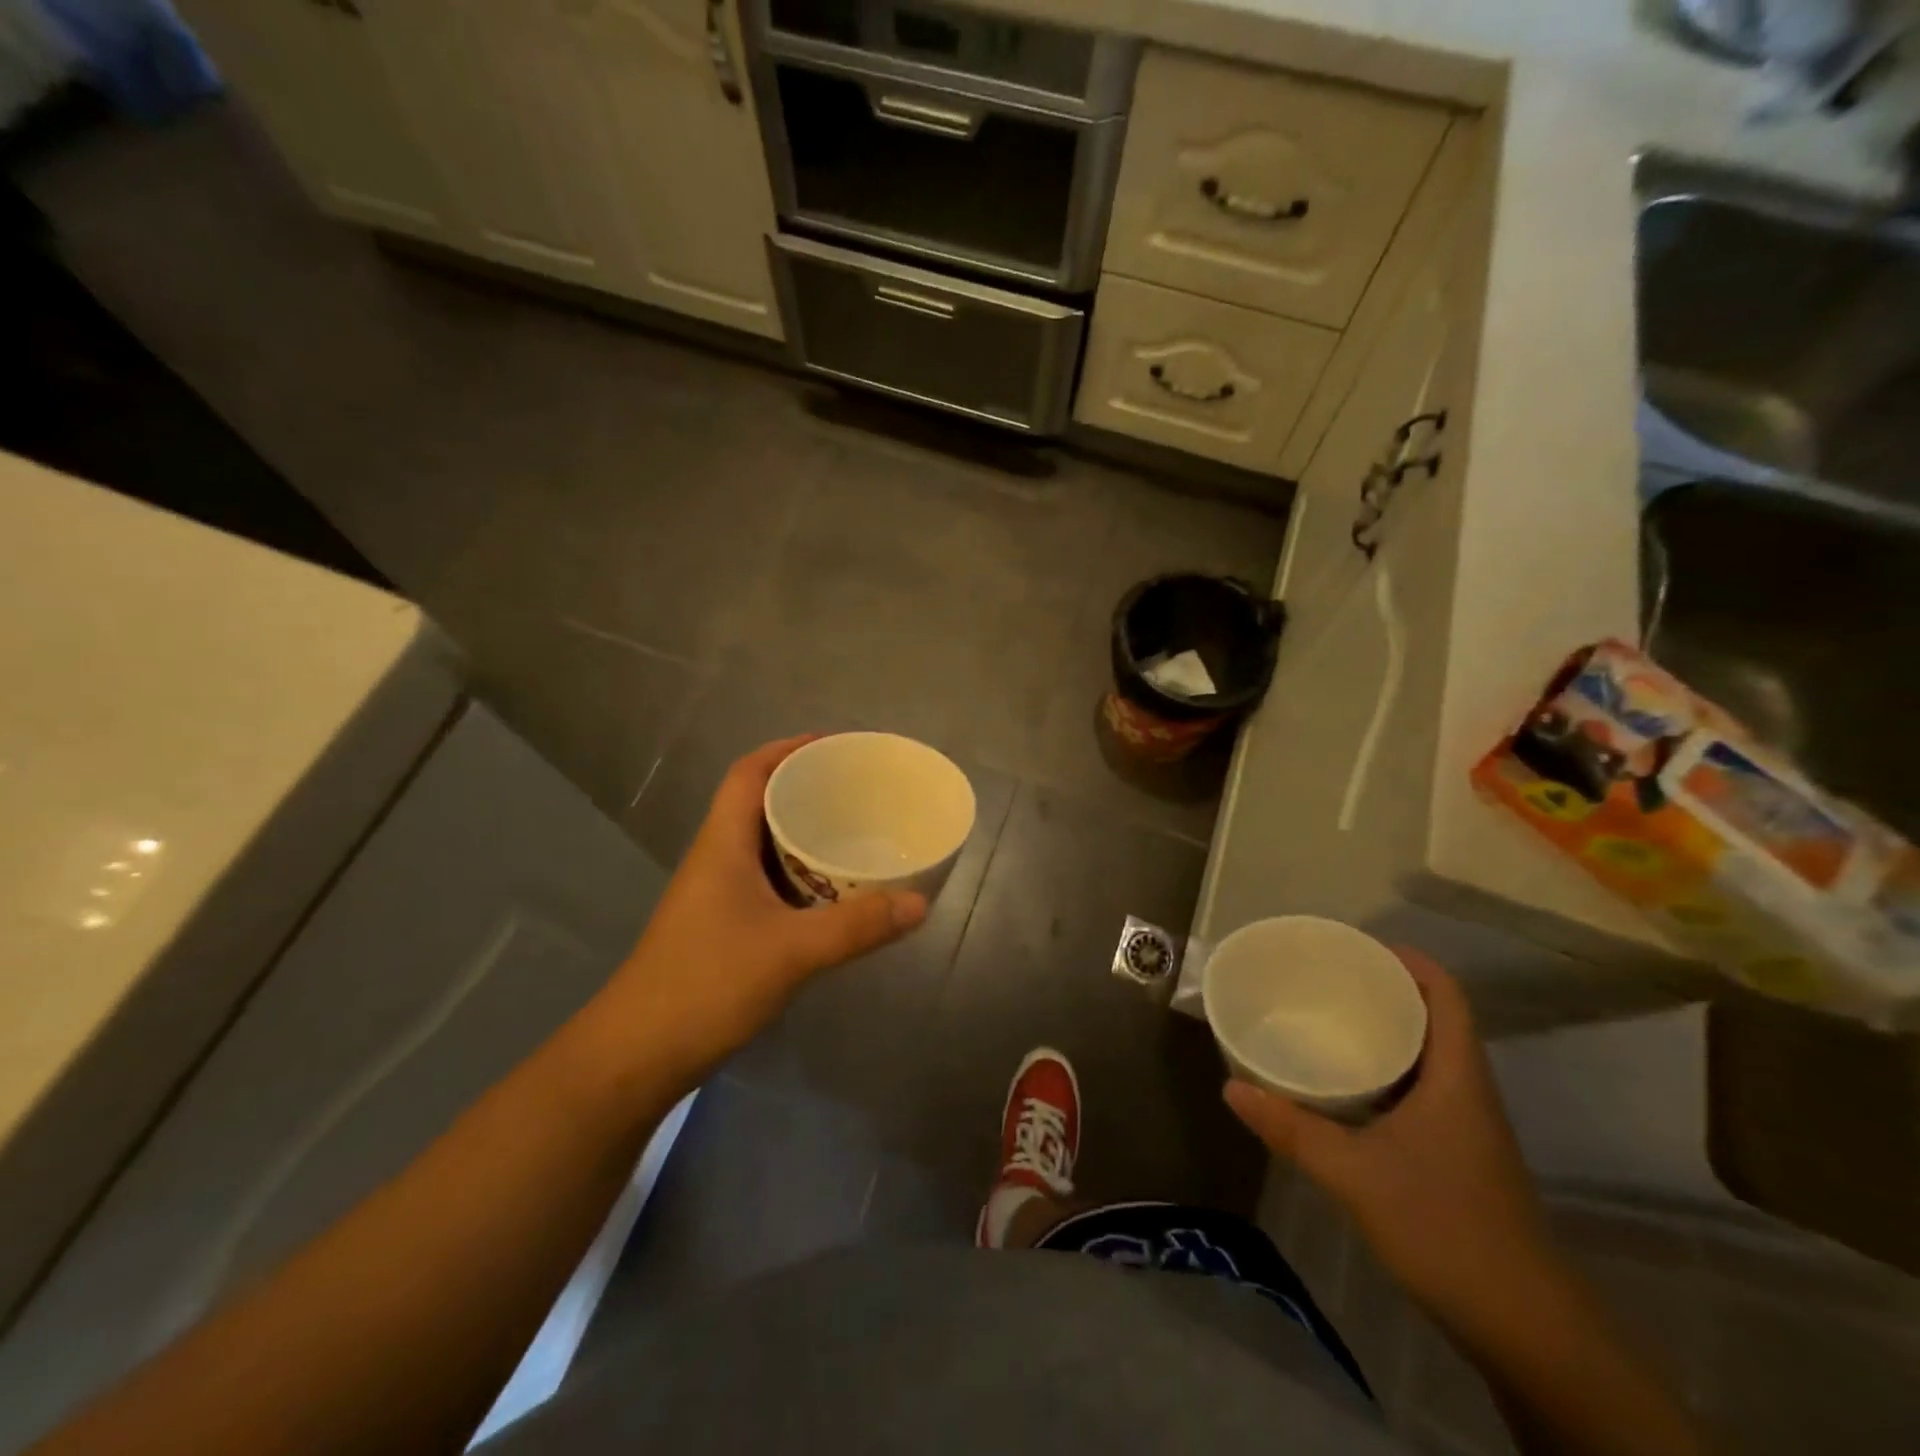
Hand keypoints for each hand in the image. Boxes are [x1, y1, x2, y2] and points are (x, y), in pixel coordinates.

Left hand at [593, 736, 926, 1091]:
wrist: (637, 1055)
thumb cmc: (706, 984)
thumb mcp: (791, 952)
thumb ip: (856, 927)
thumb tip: (919, 903)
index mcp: (722, 844)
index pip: (749, 773)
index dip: (788, 749)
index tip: (834, 746)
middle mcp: (717, 859)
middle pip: (759, 803)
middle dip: (806, 788)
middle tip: (859, 790)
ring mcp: (717, 895)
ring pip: (764, 845)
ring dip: (804, 833)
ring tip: (855, 832)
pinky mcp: (723, 926)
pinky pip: (769, 881)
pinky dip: (801, 875)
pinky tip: (833, 893)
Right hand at [1224, 949, 1556, 1339]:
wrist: (1524, 1326)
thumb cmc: (1445, 1227)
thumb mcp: (1354, 1174)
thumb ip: (1291, 1129)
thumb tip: (1230, 1086)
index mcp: (1457, 1077)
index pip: (1445, 994)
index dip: (1408, 961)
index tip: (1356, 947)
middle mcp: (1468, 1090)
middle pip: (1434, 1018)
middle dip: (1385, 991)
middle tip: (1326, 979)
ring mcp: (1467, 1125)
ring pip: (1427, 1056)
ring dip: (1385, 1032)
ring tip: (1328, 1019)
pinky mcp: (1459, 1154)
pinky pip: (1421, 1089)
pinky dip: (1386, 1072)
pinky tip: (1346, 1087)